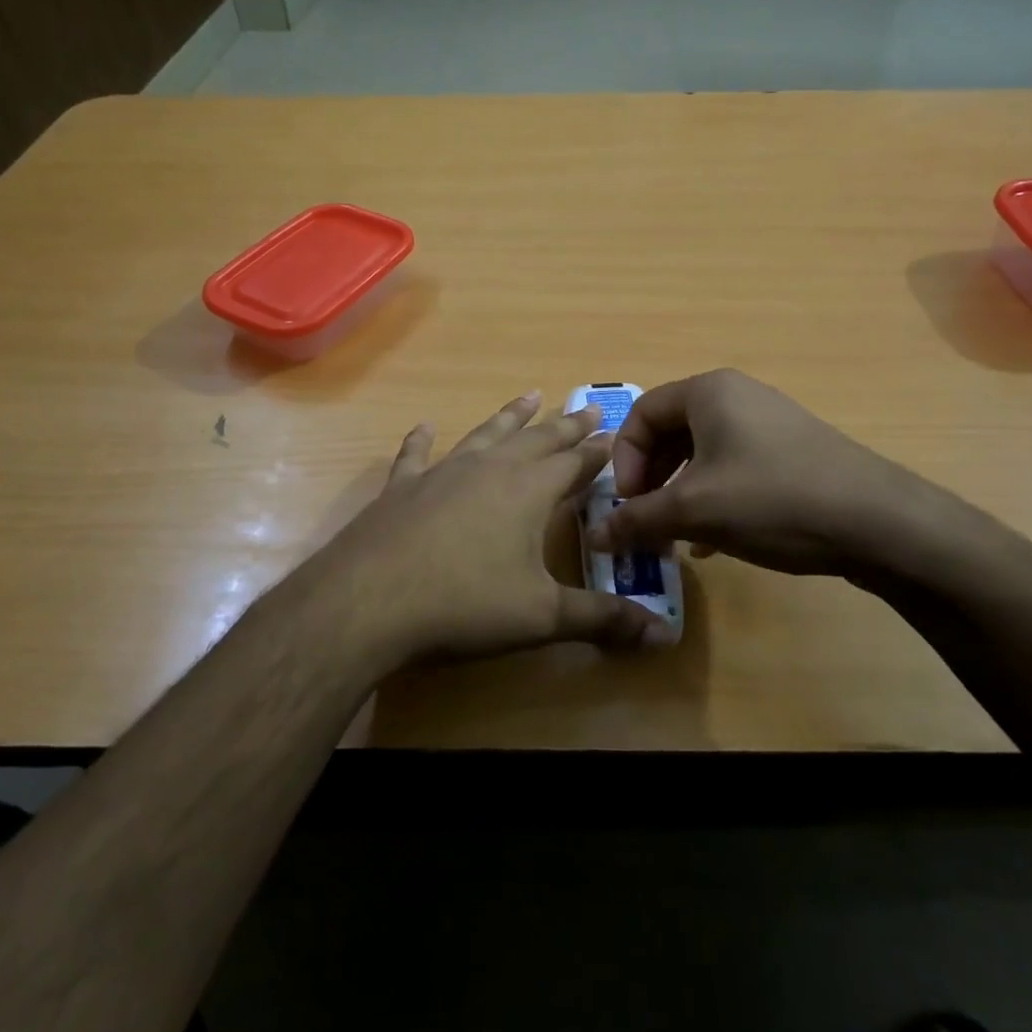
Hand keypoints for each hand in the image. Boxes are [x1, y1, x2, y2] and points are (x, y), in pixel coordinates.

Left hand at [307, 392, 675, 666]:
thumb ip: (601, 620)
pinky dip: (422, 440)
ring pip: (486, 435)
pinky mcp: (402, 488)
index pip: (574, 463)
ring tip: (529, 396)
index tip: (615, 435)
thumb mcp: (541, 617)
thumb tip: (663, 635)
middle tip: (587, 408)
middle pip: (536, 440)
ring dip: (510, 417)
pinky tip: (425, 427)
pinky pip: (416, 455)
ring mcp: (442, 473)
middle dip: (565, 425)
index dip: (597, 451)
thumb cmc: (464, 605)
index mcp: (528, 491)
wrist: (368, 601)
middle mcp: (489, 470)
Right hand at [588, 369, 971, 587]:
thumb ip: (638, 519)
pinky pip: (734, 467)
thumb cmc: (772, 499)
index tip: (629, 504)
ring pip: (702, 454)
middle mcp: (737, 396)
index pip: (640, 413)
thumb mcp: (694, 511)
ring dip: (679, 494)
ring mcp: (769, 423)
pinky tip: (714, 541)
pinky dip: (713, 498)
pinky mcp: (791, 452)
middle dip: (650, 479)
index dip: (624, 459)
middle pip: (670, 432)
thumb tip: (595, 536)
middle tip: (647, 520)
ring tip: (677, 535)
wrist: (879, 522)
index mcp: (708, 392)